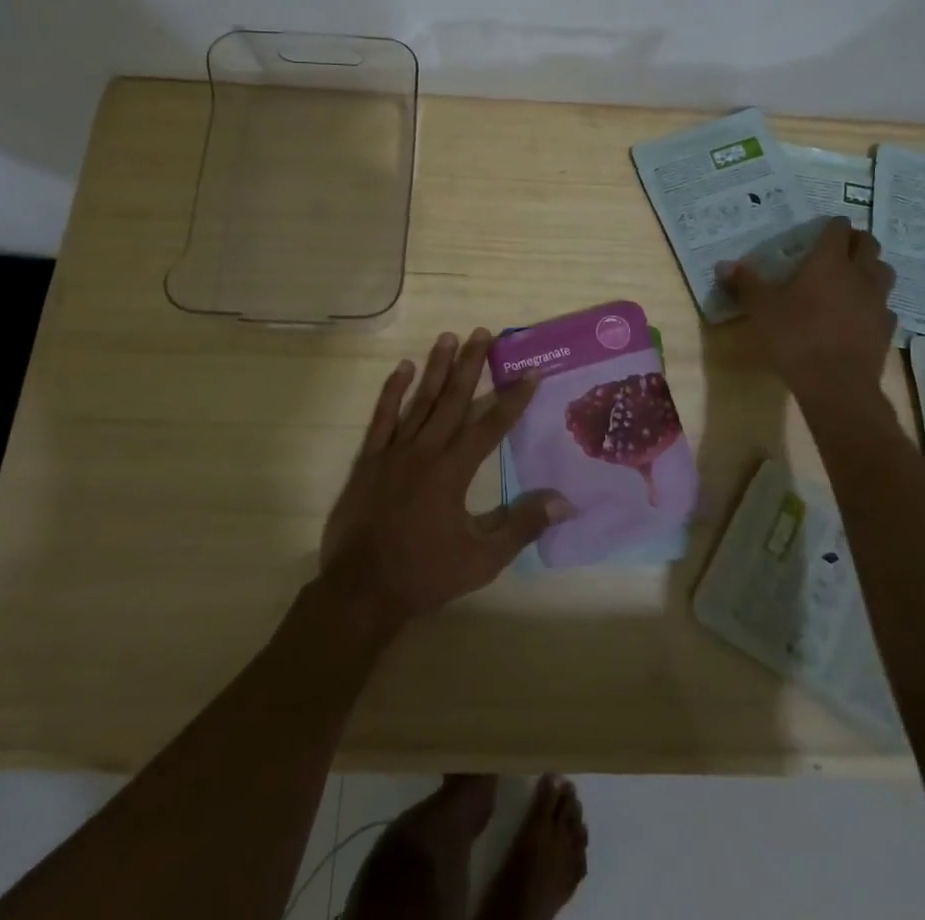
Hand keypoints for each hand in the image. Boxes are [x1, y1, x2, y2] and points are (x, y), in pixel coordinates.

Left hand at [319, 329, 573, 625]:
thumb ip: (522, 526)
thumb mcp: (482, 559)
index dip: (513, 398)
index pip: (490, 425)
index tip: (531, 372)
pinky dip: (392, 391)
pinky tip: (402, 369)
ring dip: (435, 367)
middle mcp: (425, 451)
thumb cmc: (425, 575)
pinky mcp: (370, 459)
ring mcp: (393, 452)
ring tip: (449, 337)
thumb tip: (564, 500)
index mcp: (452, 471)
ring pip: (419, 400)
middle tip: (483, 332)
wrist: (361, 592)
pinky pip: (382, 417)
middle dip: (471, 365)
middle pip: (453, 399)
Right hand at [720, 217, 896, 400]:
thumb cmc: (795, 336)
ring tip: (855, 276)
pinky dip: (875, 304)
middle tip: (841, 247)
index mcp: (828, 262)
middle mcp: (859, 274)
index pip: (838, 230)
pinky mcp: (886, 328)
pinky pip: (885, 306)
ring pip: (883, 272)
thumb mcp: (761, 308)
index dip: (833, 225)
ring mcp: (877, 301)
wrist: (836, 384)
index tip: (824, 227)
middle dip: (857, 241)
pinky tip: (860, 314)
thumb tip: (724, 265)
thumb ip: (745, 283)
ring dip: (871, 268)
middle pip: (869, 245)